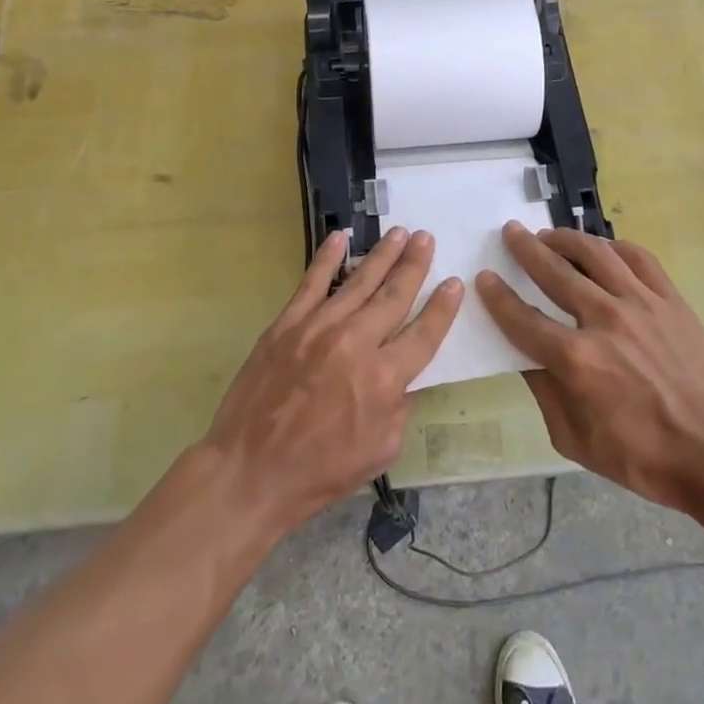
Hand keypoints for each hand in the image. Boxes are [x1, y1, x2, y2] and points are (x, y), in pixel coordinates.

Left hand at [202, 227, 461, 536]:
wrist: (249, 471)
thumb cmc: (319, 470)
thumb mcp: (380, 451)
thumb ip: (399, 408)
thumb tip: (403, 378)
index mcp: (384, 378)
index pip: (424, 333)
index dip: (442, 307)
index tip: (455, 282)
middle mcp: (356, 343)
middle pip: (394, 296)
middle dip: (415, 265)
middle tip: (427, 238)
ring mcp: (318, 327)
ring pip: (359, 282)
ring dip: (383, 255)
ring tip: (401, 233)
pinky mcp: (287, 324)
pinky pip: (312, 283)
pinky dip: (327, 258)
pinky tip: (340, 237)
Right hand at [476, 222, 703, 513]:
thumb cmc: (645, 457)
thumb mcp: (577, 441)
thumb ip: (546, 395)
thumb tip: (528, 359)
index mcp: (576, 360)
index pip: (523, 319)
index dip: (499, 297)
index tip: (485, 277)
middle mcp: (604, 320)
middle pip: (554, 272)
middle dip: (526, 249)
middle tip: (511, 232)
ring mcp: (641, 304)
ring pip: (595, 254)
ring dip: (566, 238)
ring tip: (549, 233)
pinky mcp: (670, 300)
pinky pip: (638, 259)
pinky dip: (614, 247)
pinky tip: (602, 247)